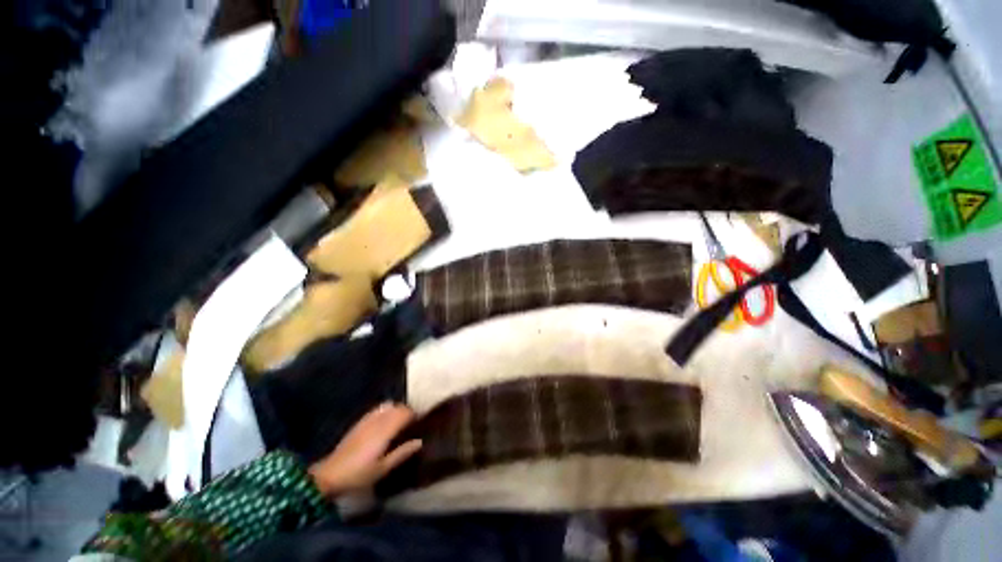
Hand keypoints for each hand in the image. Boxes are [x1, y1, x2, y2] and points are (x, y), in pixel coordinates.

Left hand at [308, 402, 421, 497]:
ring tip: (400, 421)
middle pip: (397, 407)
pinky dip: (386, 410)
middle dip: (407, 411)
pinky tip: (385, 420)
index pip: (404, 413)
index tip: (420, 422)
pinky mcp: (359, 423)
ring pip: (388, 406)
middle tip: (412, 423)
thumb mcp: (382, 469)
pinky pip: (377, 409)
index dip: (414, 415)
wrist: (329, 475)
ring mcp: (367, 420)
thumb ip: (402, 453)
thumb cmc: (358, 475)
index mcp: (384, 431)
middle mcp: (377, 421)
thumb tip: (419, 441)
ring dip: (397, 410)